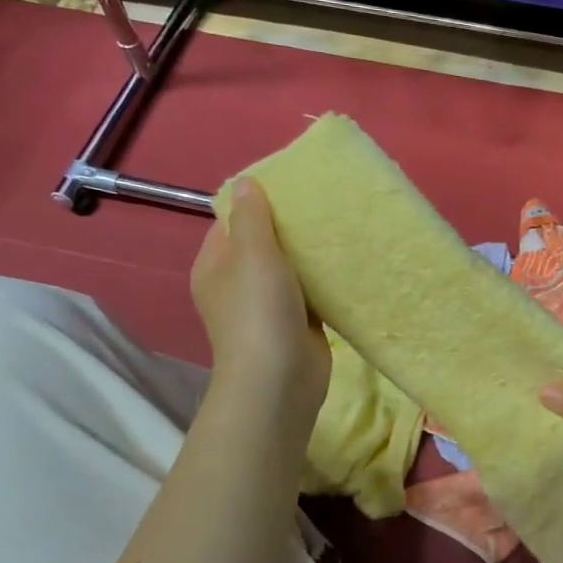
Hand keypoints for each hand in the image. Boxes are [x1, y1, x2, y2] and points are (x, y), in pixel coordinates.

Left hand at [191, 178, 330, 424]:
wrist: (279, 379)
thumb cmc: (259, 311)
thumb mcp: (252, 253)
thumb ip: (252, 217)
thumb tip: (246, 182)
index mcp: (215, 265)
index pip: (231, 222)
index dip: (257, 203)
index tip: (292, 187)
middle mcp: (237, 284)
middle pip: (263, 244)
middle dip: (290, 227)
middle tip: (324, 205)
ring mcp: (267, 307)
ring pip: (290, 269)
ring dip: (310, 254)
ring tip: (341, 227)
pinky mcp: (297, 323)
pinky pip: (311, 293)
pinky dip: (325, 281)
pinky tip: (347, 263)